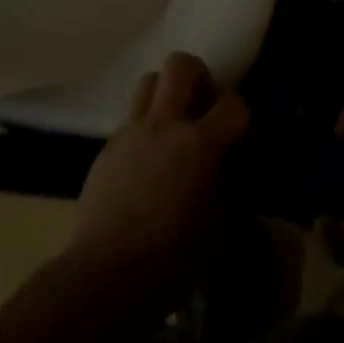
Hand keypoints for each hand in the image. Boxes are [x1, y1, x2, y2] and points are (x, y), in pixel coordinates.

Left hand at [66, 51, 250, 297]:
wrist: (103, 276)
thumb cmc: (169, 260)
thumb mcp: (216, 229)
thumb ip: (223, 186)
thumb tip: (222, 171)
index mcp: (198, 144)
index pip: (233, 103)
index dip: (240, 113)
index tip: (238, 133)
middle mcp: (165, 124)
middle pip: (181, 65)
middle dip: (198, 75)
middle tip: (202, 104)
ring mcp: (132, 132)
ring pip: (149, 80)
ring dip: (165, 93)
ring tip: (172, 124)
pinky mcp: (107, 148)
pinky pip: (130, 119)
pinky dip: (144, 128)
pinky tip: (145, 161)